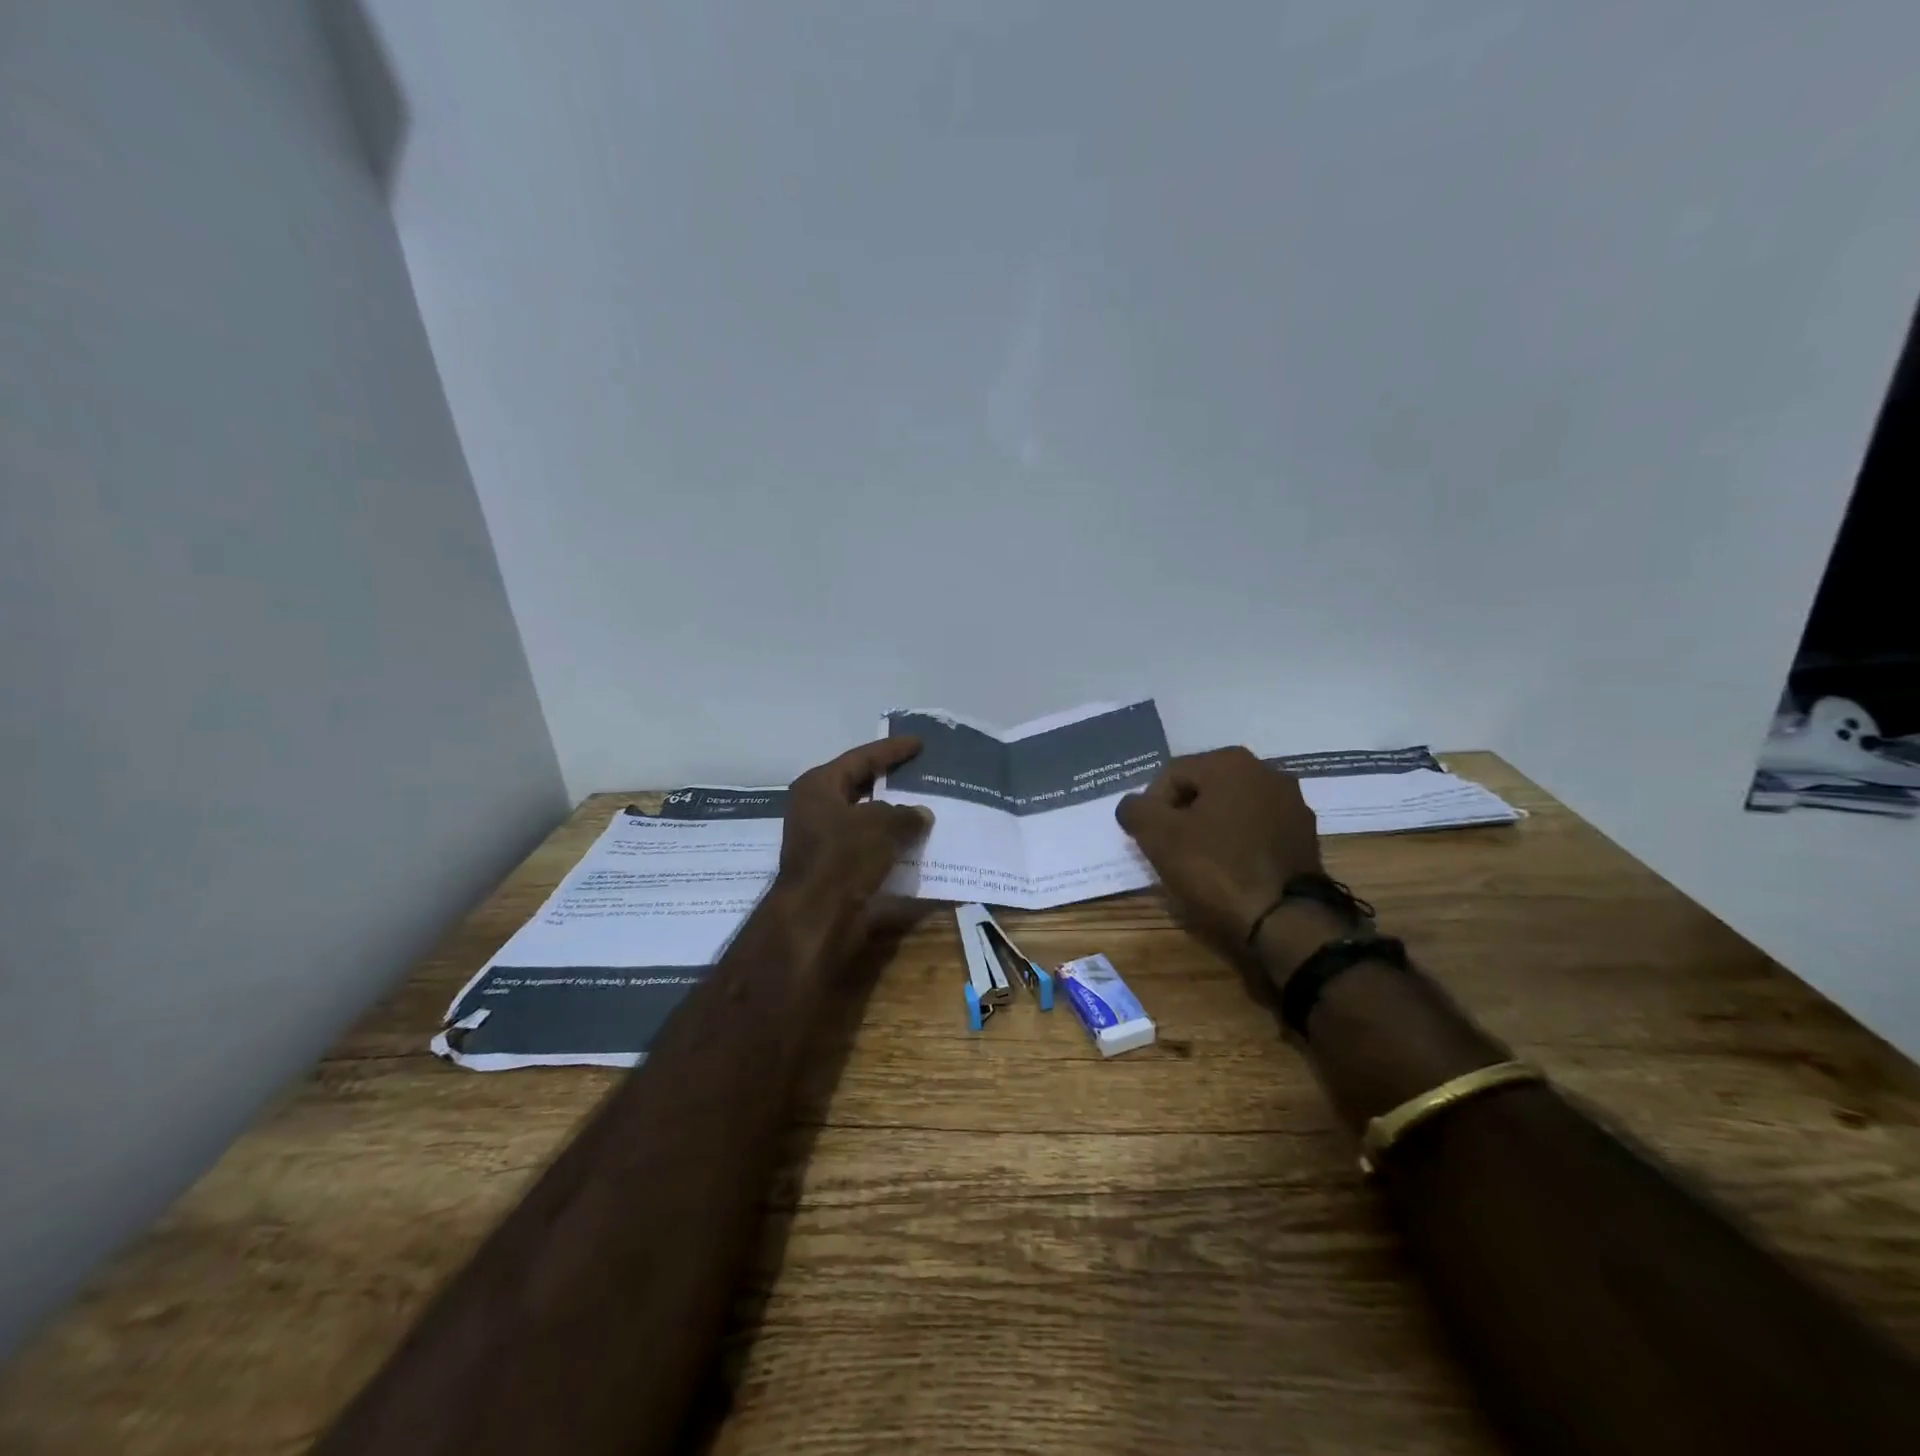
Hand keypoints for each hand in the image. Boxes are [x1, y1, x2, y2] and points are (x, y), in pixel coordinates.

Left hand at [779, 736, 933, 905]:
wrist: (816, 916)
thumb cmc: (843, 857)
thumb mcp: (881, 826)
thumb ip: (905, 814)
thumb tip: (921, 813)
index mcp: (818, 786)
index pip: (860, 758)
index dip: (891, 750)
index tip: (918, 743)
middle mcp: (816, 809)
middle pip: (859, 787)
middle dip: (891, 783)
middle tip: (921, 774)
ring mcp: (822, 841)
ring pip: (865, 820)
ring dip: (893, 817)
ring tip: (925, 809)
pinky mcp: (833, 869)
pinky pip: (867, 848)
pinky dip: (889, 845)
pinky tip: (915, 844)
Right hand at [1116, 747, 1322, 947]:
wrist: (1285, 920)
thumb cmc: (1216, 868)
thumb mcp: (1158, 837)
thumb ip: (1136, 810)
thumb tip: (1132, 805)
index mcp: (1230, 762)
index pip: (1171, 775)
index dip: (1151, 807)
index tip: (1148, 840)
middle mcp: (1266, 771)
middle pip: (1203, 790)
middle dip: (1182, 816)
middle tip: (1169, 851)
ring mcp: (1292, 804)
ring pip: (1231, 810)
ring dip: (1210, 830)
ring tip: (1199, 864)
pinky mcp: (1305, 836)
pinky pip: (1257, 831)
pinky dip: (1238, 844)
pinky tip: (1230, 871)